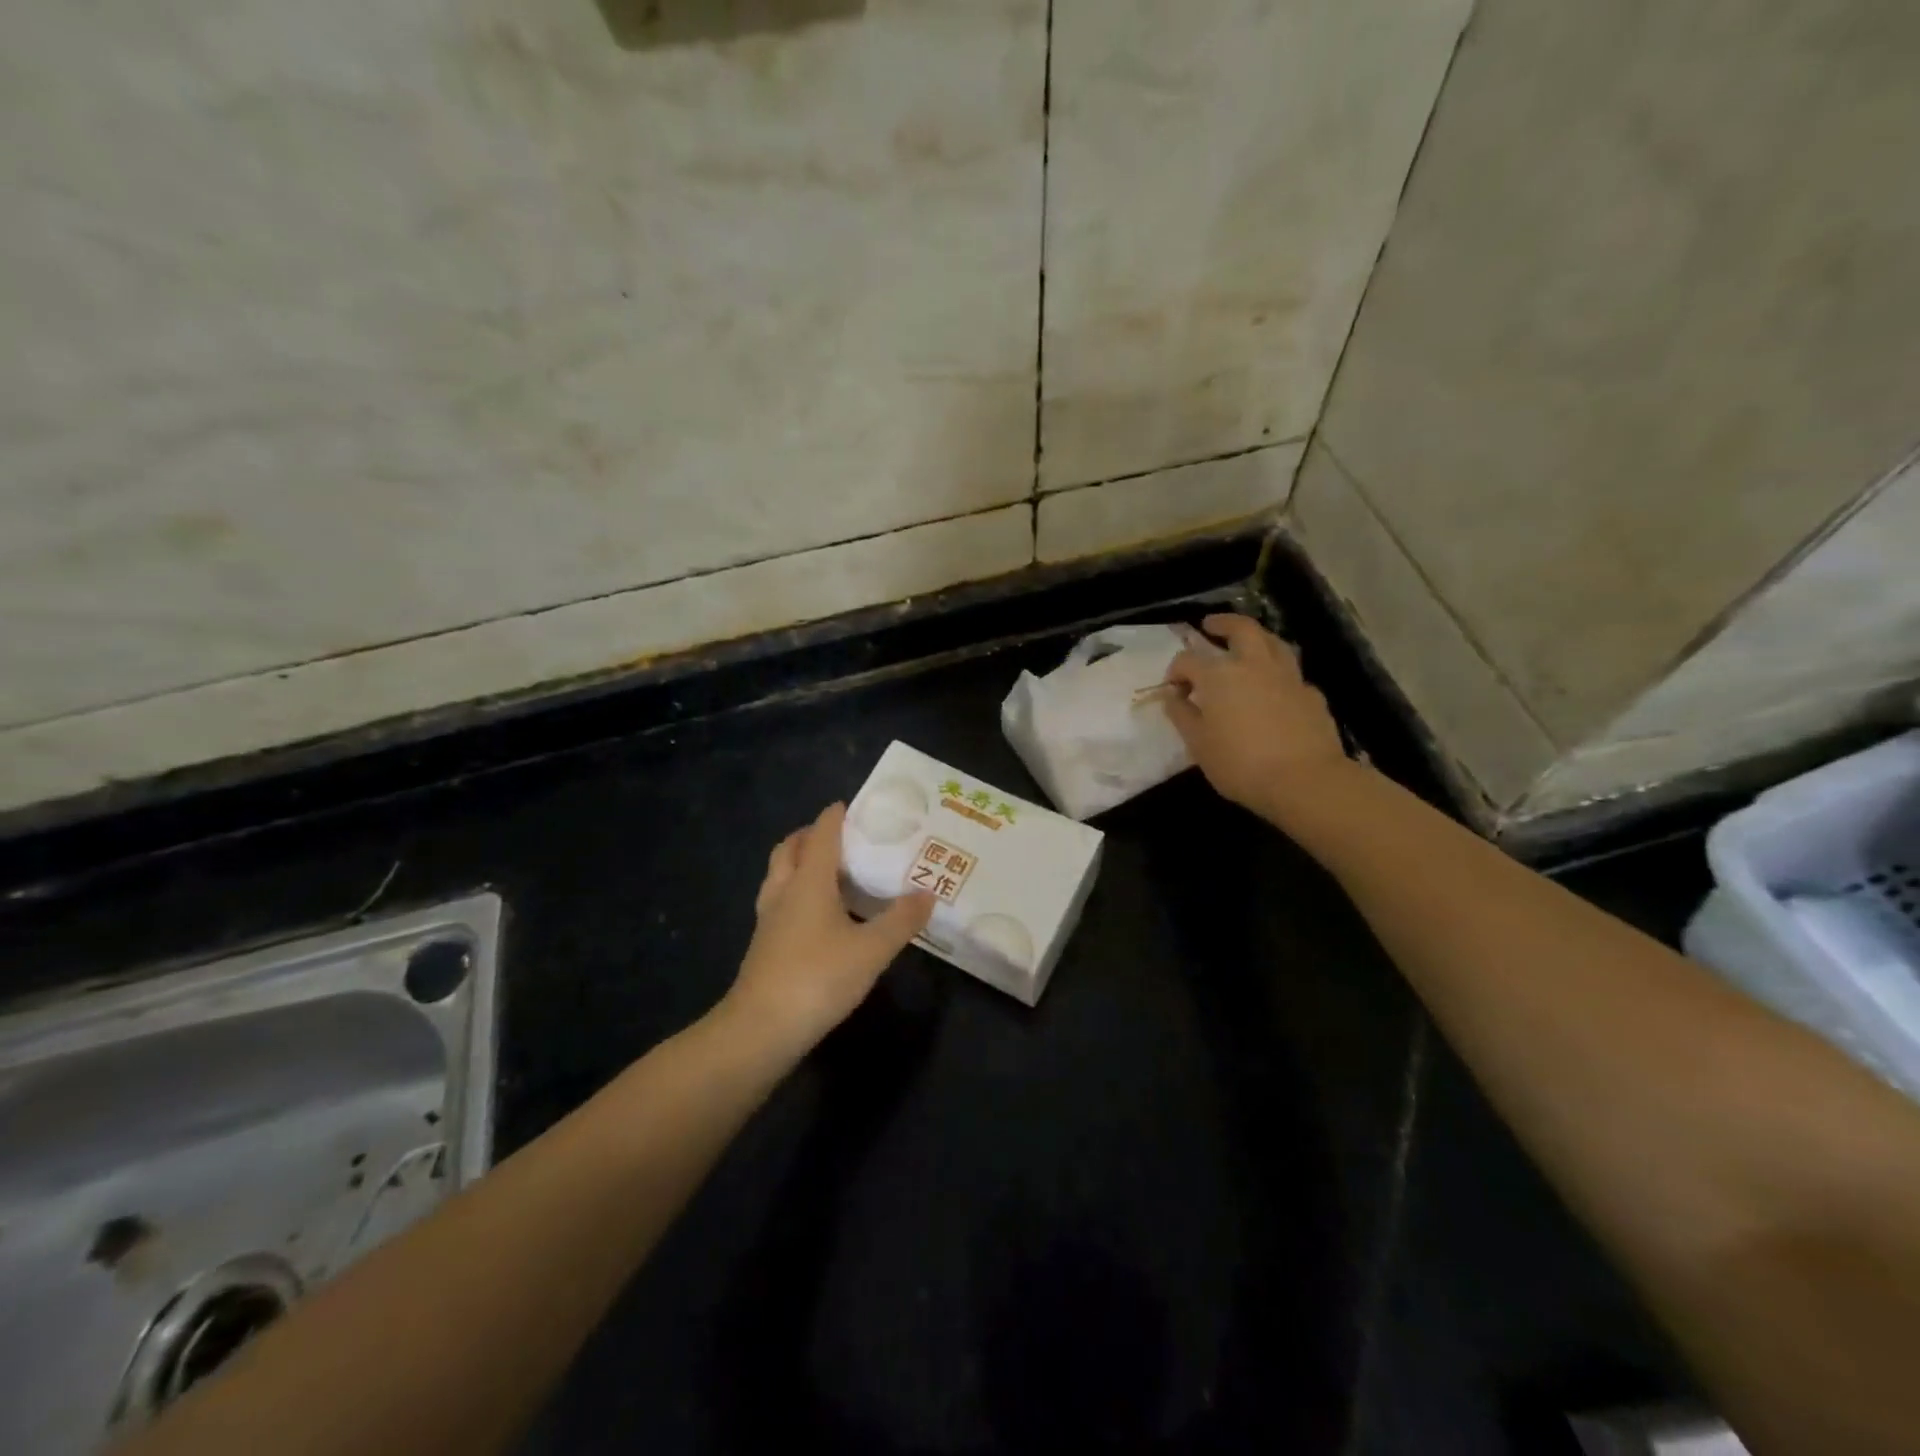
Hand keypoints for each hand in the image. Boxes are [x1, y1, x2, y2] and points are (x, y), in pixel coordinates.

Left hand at [722, 802, 934, 1054]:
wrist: (760, 1030)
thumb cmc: (818, 978)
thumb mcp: (871, 950)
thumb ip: (901, 920)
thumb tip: (928, 894)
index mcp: (808, 881)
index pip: (821, 834)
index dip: (836, 816)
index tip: (853, 805)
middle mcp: (784, 891)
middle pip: (790, 848)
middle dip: (811, 835)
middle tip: (840, 837)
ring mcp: (769, 919)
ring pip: (780, 875)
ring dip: (800, 862)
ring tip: (830, 872)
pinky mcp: (764, 944)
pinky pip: (779, 901)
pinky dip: (796, 892)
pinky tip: (818, 915)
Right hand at [1164, 614, 1352, 823]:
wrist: (1304, 780)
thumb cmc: (1240, 764)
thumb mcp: (1198, 745)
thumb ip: (1182, 715)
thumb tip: (1173, 696)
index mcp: (1219, 676)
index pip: (1188, 660)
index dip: (1176, 671)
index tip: (1173, 689)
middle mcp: (1254, 665)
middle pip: (1240, 629)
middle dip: (1222, 624)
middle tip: (1210, 625)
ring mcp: (1287, 676)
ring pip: (1273, 642)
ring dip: (1256, 638)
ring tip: (1247, 644)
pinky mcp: (1311, 694)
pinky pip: (1291, 673)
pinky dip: (1278, 673)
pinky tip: (1275, 688)